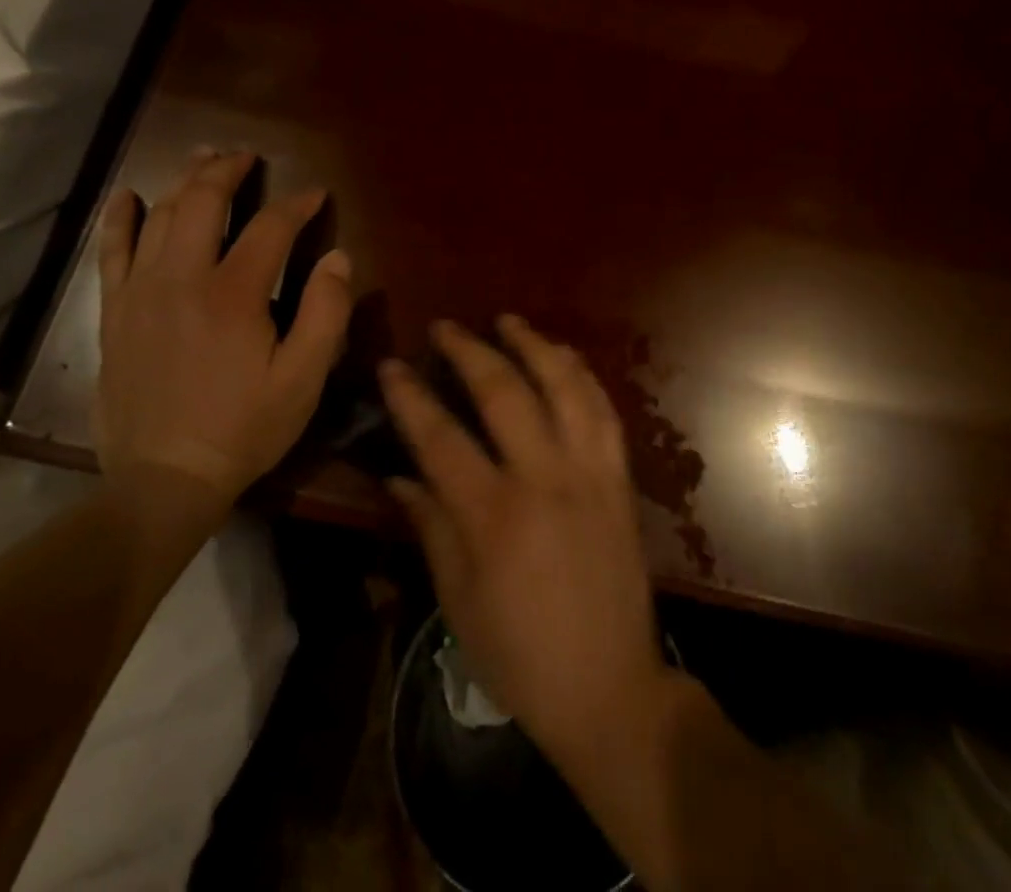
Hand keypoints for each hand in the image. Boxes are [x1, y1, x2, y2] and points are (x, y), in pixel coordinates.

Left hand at [95, 149, 352, 514]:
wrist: (164, 479)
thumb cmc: (245, 428)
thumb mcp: (304, 378)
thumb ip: (326, 312)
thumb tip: (339, 257)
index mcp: (235, 294)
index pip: (271, 227)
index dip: (297, 204)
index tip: (316, 193)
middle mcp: (183, 279)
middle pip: (204, 203)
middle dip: (229, 171)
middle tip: (248, 157)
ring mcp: (141, 292)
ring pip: (160, 216)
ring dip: (185, 181)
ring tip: (203, 159)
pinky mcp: (115, 311)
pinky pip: (112, 251)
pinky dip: (120, 217)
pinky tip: (127, 195)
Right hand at [381, 317, 670, 764]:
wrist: (610, 688)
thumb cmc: (520, 655)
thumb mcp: (458, 601)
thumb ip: (430, 526)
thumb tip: (399, 472)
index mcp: (494, 516)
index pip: (440, 437)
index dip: (410, 396)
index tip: (391, 364)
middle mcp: (544, 479)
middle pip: (504, 392)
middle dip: (469, 350)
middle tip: (445, 327)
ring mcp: (590, 473)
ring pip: (564, 386)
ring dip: (534, 345)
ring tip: (508, 321)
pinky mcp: (620, 478)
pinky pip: (603, 410)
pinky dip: (581, 375)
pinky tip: (564, 358)